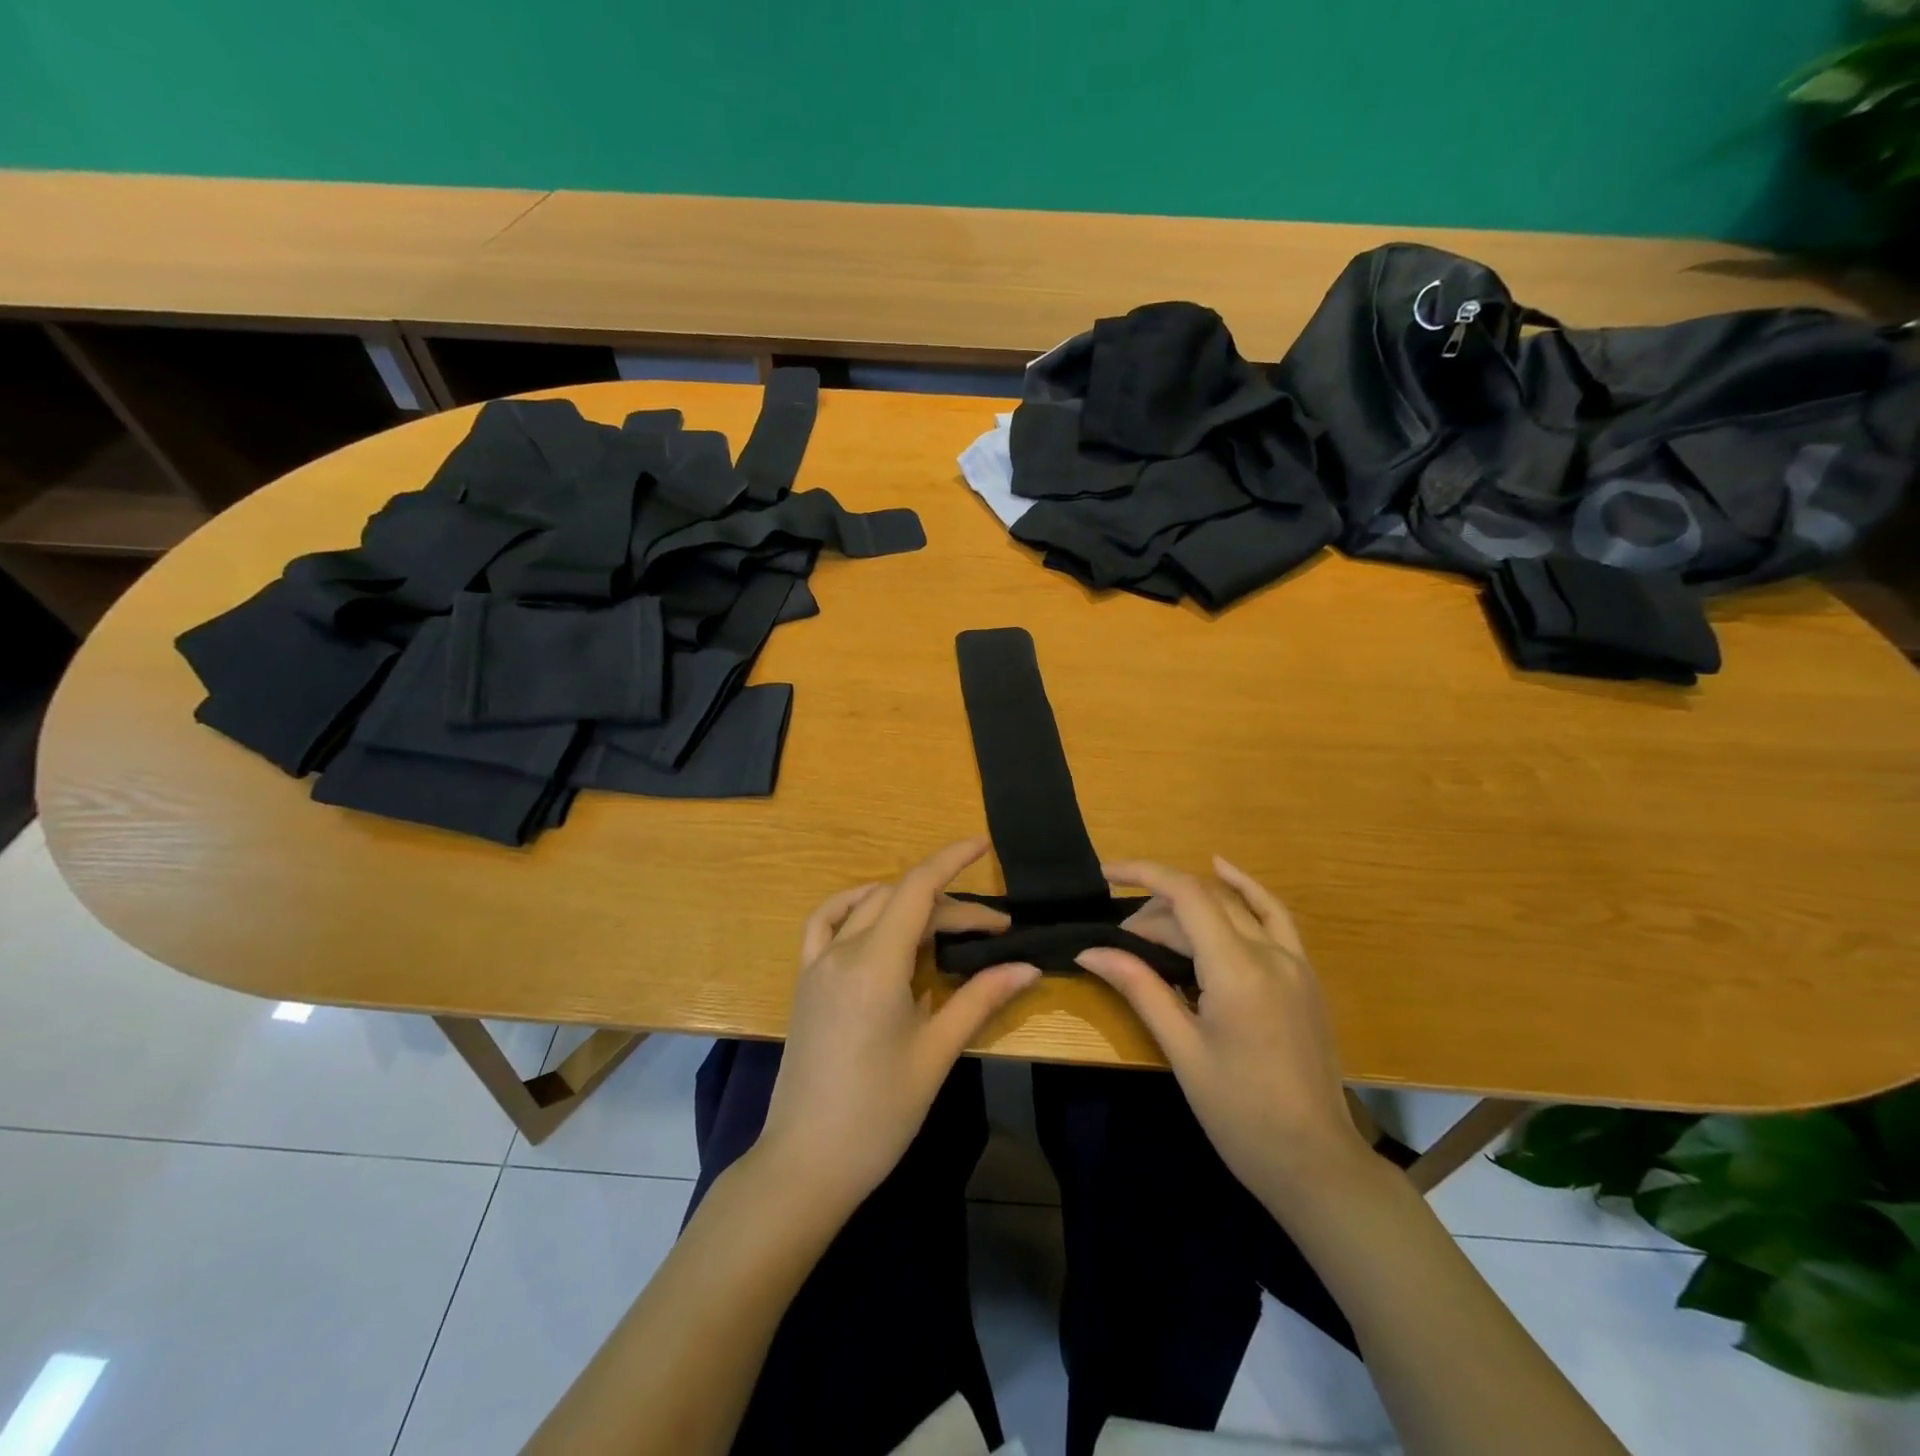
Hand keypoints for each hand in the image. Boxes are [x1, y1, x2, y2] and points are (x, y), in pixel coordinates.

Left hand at [756, 838, 1040, 1214]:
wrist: (806, 1162)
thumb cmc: (879, 1113)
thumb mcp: (936, 1054)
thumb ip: (980, 999)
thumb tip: (1027, 966)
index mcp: (875, 964)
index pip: (917, 889)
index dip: (951, 860)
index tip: (983, 845)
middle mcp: (842, 951)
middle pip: (900, 900)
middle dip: (949, 905)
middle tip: (993, 931)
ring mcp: (817, 964)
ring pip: (867, 906)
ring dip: (908, 903)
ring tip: (944, 926)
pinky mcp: (806, 981)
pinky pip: (825, 923)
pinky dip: (854, 906)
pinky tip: (874, 916)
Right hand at [1079, 857, 1371, 1211]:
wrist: (1315, 1163)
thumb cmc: (1240, 1114)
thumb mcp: (1182, 1050)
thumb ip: (1140, 988)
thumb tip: (1090, 951)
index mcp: (1238, 970)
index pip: (1186, 895)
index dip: (1143, 874)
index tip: (1105, 873)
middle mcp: (1270, 953)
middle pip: (1204, 903)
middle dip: (1156, 911)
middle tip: (1121, 945)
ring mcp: (1294, 961)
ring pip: (1234, 905)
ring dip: (1191, 904)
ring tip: (1153, 924)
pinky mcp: (1304, 975)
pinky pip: (1274, 916)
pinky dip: (1246, 889)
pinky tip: (1224, 870)